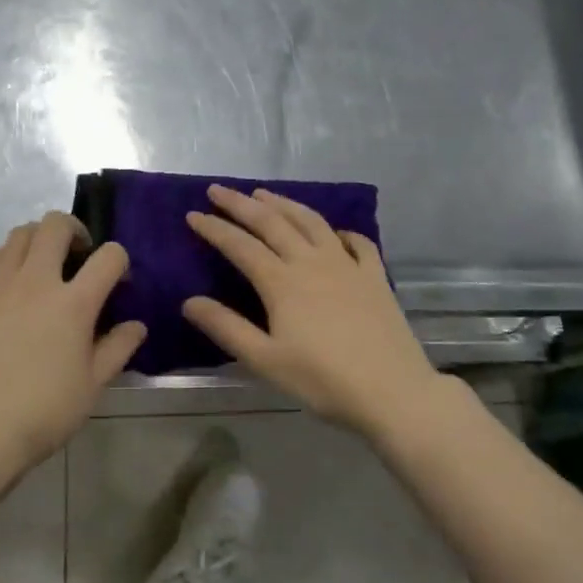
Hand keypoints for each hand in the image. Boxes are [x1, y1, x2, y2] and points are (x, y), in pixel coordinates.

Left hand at [0, 212, 146, 480]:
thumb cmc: (43, 413)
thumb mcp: (92, 385)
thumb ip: (118, 348)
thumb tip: (137, 325)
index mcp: (74, 303)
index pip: (109, 256)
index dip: (119, 261)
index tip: (117, 282)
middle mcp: (36, 281)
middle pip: (56, 224)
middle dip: (74, 230)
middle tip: (78, 255)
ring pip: (19, 234)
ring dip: (38, 240)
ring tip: (43, 266)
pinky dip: (3, 258)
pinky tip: (7, 279)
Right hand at [183, 185, 438, 436]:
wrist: (393, 392)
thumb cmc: (323, 381)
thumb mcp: (265, 361)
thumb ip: (226, 328)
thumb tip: (189, 301)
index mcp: (282, 282)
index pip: (240, 245)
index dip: (215, 228)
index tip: (193, 214)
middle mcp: (312, 262)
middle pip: (272, 222)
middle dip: (241, 204)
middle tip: (218, 190)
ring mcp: (347, 265)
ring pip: (311, 222)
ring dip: (284, 204)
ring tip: (264, 194)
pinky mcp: (375, 276)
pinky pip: (356, 242)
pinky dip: (339, 230)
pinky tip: (333, 231)